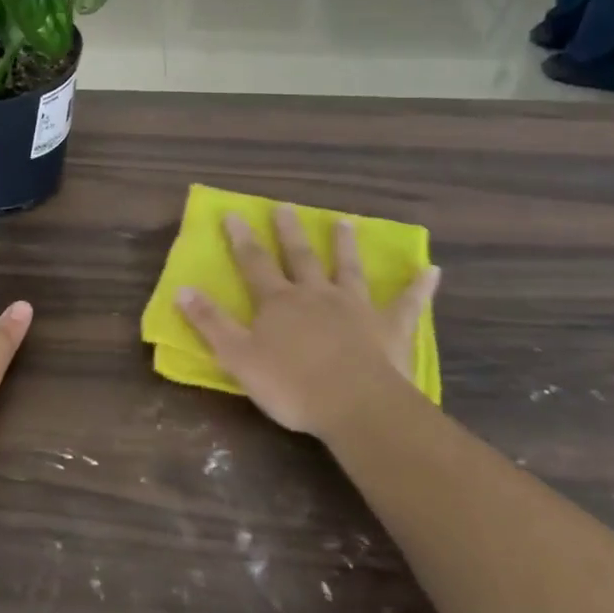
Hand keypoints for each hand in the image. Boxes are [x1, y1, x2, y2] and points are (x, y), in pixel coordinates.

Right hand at [177, 207, 439, 438]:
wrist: (355, 406)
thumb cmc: (291, 386)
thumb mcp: (237, 357)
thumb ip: (210, 322)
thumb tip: (181, 288)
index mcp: (279, 302)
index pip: (254, 263)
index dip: (241, 239)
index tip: (234, 213)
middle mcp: (316, 294)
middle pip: (300, 256)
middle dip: (290, 231)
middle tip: (287, 206)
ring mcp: (355, 308)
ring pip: (349, 269)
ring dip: (345, 245)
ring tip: (344, 221)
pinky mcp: (389, 328)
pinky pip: (407, 303)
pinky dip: (419, 287)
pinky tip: (432, 270)